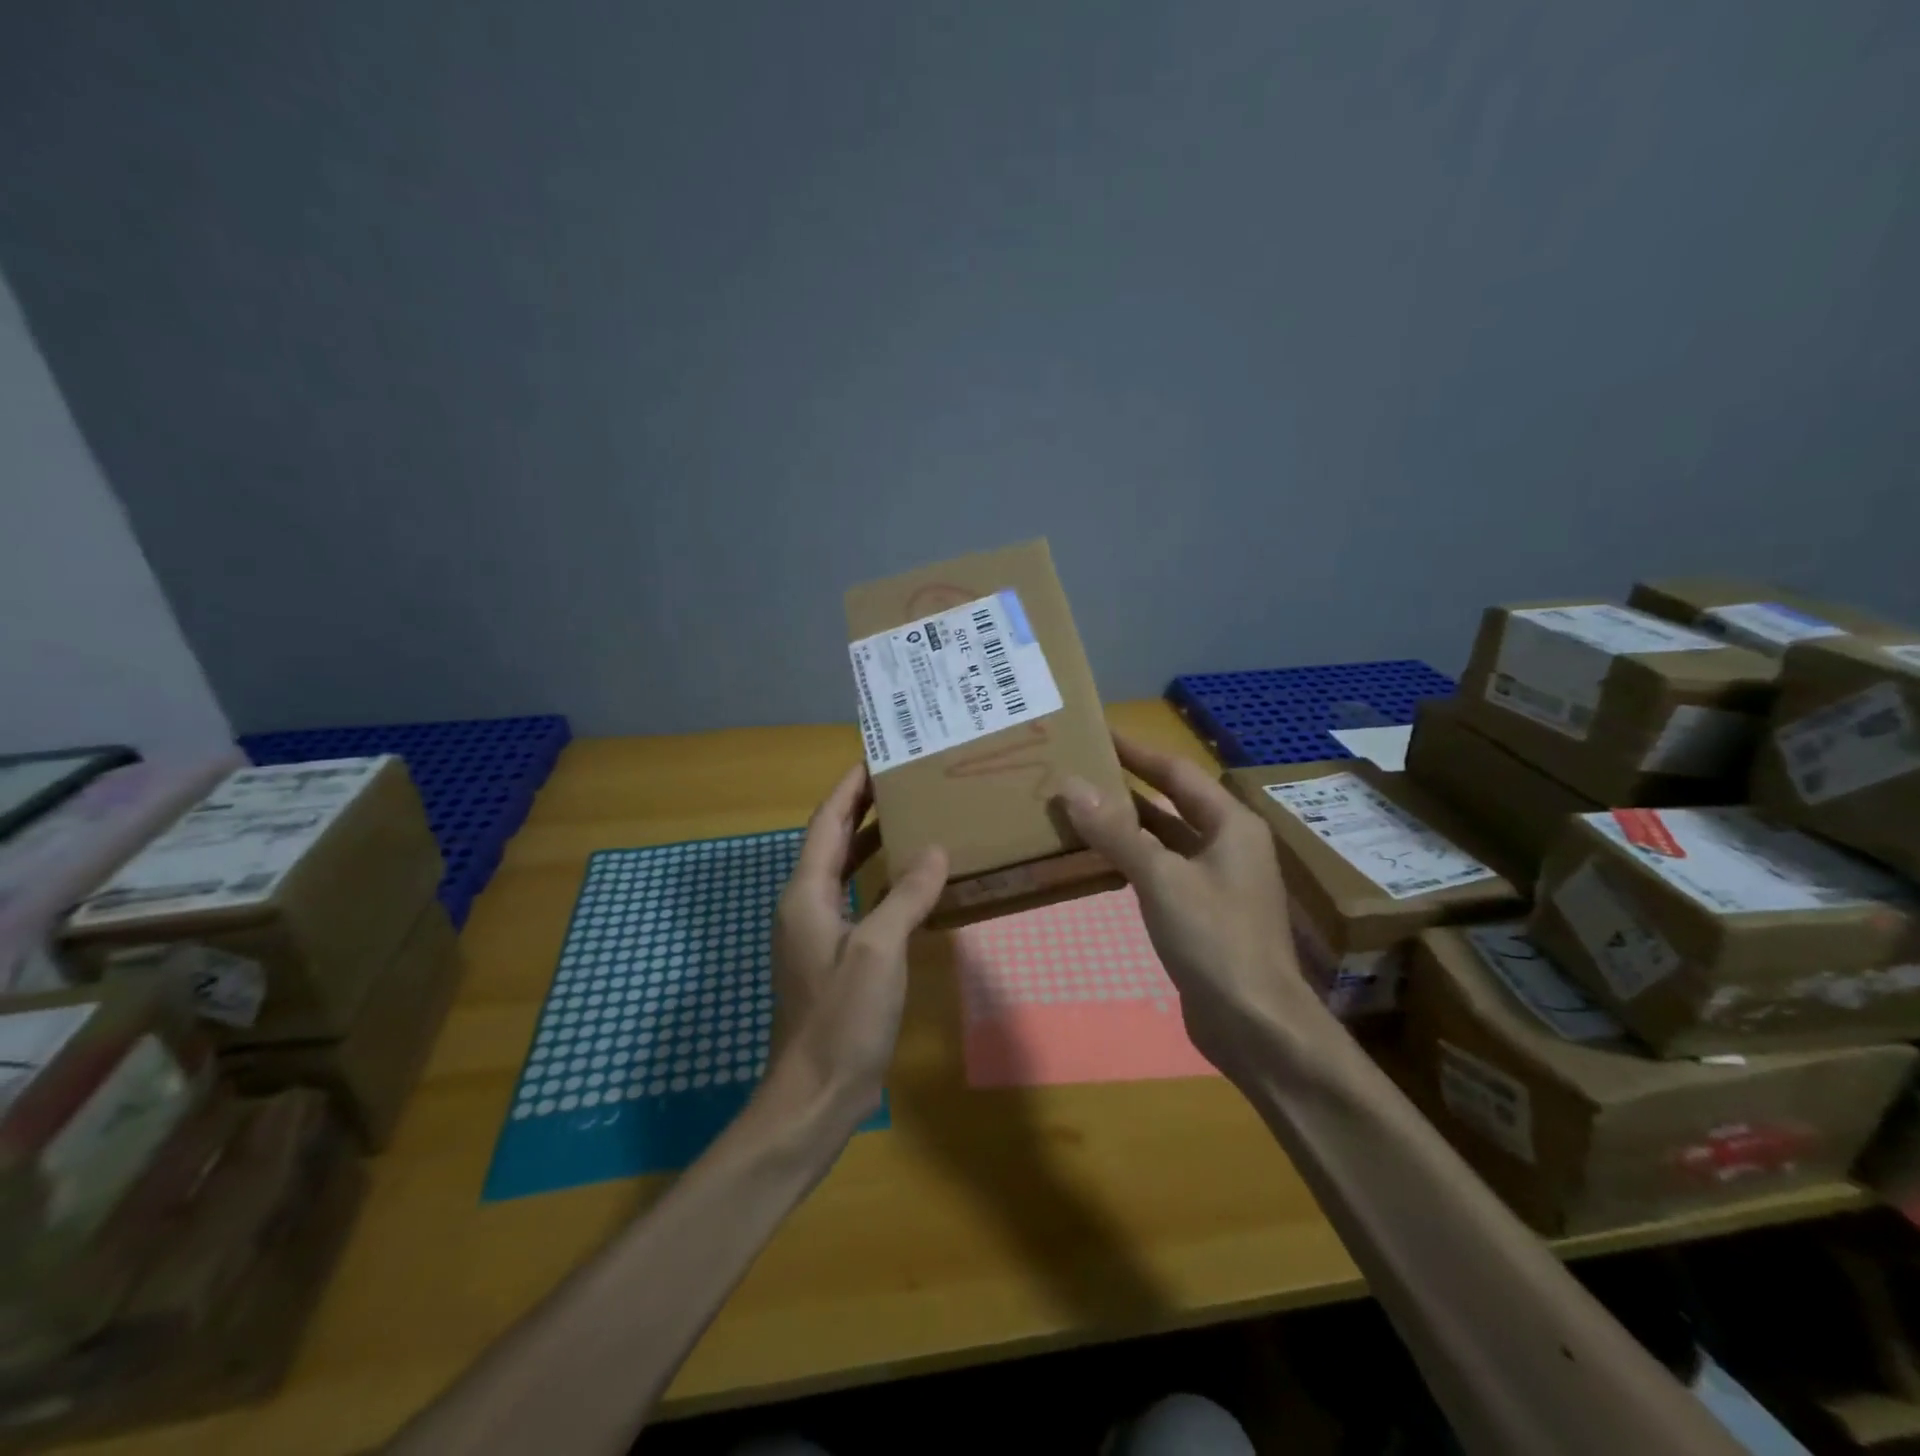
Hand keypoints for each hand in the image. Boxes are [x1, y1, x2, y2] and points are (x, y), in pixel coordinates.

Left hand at [765, 765, 948, 1128]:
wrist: (814, 1095)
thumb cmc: (842, 1018)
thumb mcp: (878, 950)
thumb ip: (906, 895)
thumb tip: (935, 849)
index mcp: (806, 894)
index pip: (826, 823)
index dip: (849, 788)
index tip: (876, 757)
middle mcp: (805, 906)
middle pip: (831, 842)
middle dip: (861, 809)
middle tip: (901, 781)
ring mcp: (817, 935)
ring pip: (843, 872)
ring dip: (870, 843)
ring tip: (910, 818)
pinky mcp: (833, 959)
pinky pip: (856, 902)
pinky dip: (879, 882)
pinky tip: (910, 883)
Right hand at [1056, 735, 1326, 1073]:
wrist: (1255, 1025)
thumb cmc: (1214, 940)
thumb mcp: (1161, 879)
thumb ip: (1116, 832)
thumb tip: (1071, 784)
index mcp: (1231, 825)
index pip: (1176, 772)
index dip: (1137, 751)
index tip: (1097, 733)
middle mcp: (1228, 845)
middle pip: (1172, 802)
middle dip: (1128, 785)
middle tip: (1080, 768)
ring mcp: (1217, 880)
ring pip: (1165, 838)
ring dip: (1127, 823)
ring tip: (1079, 806)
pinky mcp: (1202, 912)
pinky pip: (1162, 870)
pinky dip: (1132, 858)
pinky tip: (1100, 858)